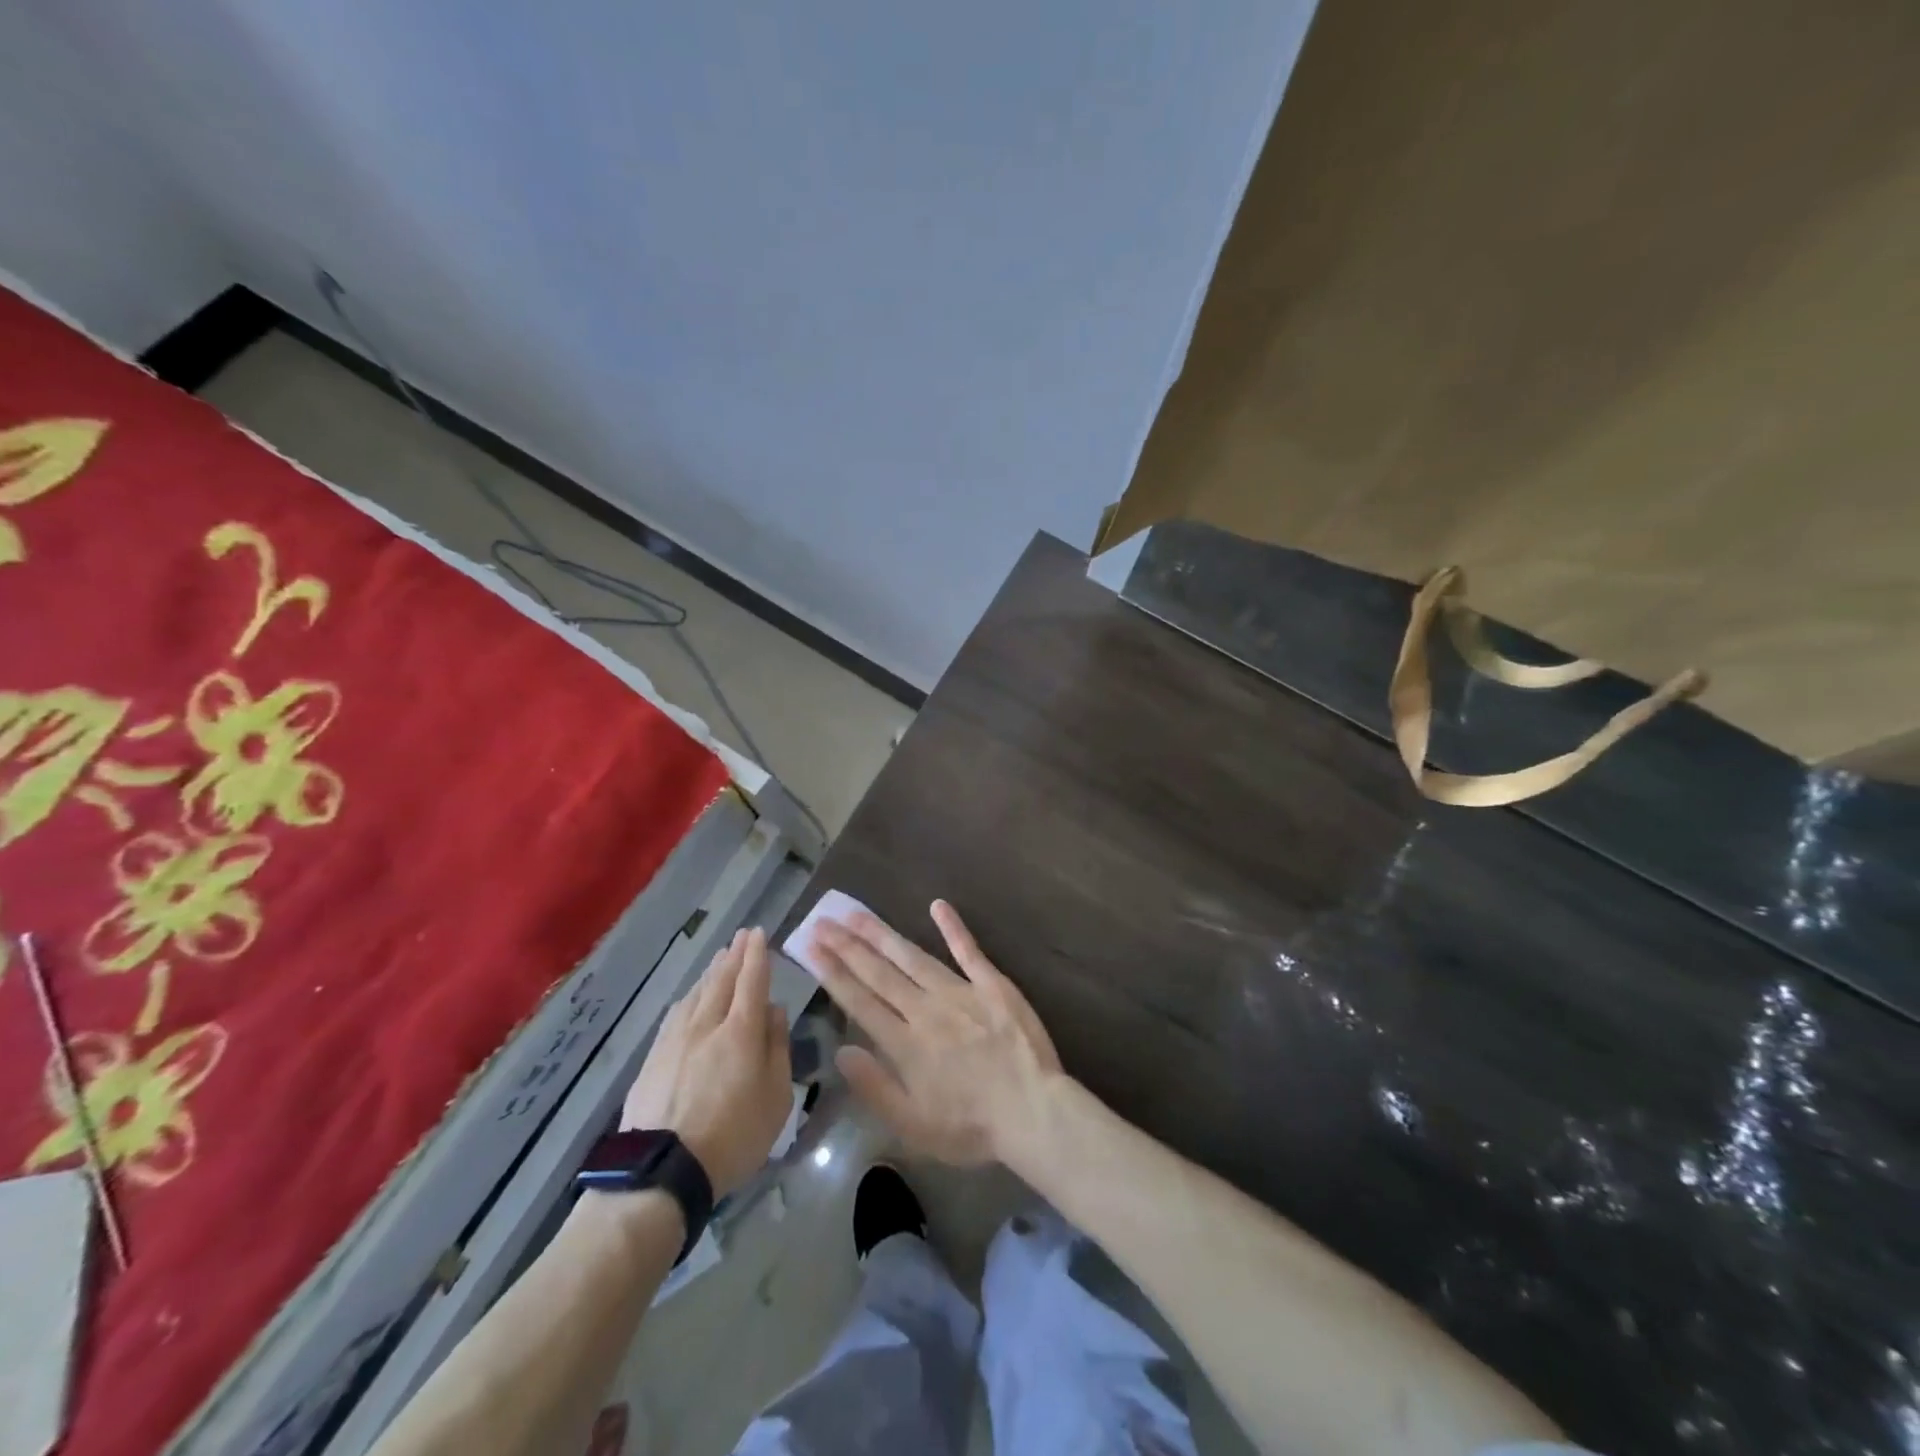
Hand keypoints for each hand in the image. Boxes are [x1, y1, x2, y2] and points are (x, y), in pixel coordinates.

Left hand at [622, 928, 791, 1198]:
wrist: (661, 1171)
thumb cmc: (733, 1137)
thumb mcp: (776, 1097)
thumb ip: (777, 1048)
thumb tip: (773, 1011)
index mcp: (741, 1032)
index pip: (752, 981)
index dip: (757, 956)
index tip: (759, 933)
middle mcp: (707, 1025)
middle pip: (722, 981)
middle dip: (735, 955)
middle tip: (742, 935)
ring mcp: (676, 1039)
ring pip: (697, 993)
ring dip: (712, 972)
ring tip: (720, 957)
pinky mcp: (654, 1057)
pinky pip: (676, 1013)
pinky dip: (689, 996)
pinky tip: (690, 995)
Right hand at [810, 900, 1063, 1166]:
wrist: (1033, 1112)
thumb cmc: (971, 1128)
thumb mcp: (913, 1126)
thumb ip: (875, 1087)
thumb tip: (841, 1051)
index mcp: (905, 1044)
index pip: (860, 1002)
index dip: (833, 973)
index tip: (812, 947)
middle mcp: (926, 1010)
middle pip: (880, 973)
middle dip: (848, 946)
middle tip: (823, 920)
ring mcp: (960, 992)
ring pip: (913, 956)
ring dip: (883, 934)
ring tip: (857, 914)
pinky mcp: (992, 984)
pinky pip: (968, 950)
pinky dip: (953, 927)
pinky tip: (937, 904)